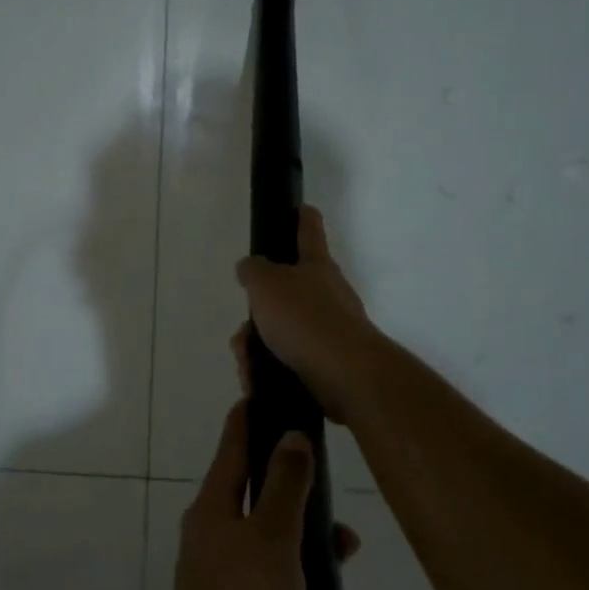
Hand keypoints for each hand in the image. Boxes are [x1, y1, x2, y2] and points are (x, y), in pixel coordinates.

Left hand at [156, 404, 388, 589]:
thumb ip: (286, 485)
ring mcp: (234, 589)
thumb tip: (290, 433)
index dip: (252, 418)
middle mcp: (220, 542)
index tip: (270, 392)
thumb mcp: (272, 538)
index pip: (234, 446)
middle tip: (349, 538)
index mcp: (216, 509)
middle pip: (272, 511)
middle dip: (316, 526)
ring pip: (294, 569)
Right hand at [234, 207, 379, 423]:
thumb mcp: (265, 284)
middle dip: (258, 313)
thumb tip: (251, 268)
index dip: (300, 216)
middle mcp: (327, 294)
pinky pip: (287, 361)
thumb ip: (253, 271)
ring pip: (280, 332)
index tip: (298, 208)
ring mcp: (330, 330)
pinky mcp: (327, 364)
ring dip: (257, 347)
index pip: (308, 230)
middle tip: (244, 331)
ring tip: (247, 363)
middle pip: (284, 293)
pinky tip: (257, 381)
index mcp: (316, 266)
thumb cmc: (304, 318)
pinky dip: (268, 370)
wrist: (345, 374)